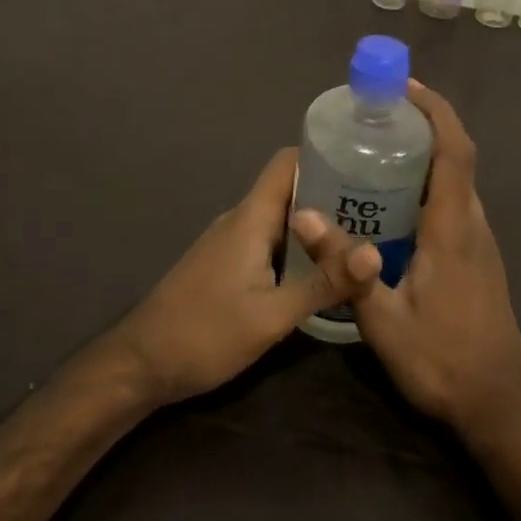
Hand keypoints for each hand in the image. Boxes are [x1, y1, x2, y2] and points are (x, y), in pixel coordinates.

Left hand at [108, 147, 383, 404]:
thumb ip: (323, 284)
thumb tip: (376, 255)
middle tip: (379, 208)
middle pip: (290, 189)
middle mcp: (240, 220)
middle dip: (332, 194)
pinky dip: (298, 247)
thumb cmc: (204, 334)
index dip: (324, 155)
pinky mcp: (226, 265)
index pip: (287, 163)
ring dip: (317, 224)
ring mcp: (230, 243)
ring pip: (280, 218)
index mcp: (250, 218)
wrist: (140, 365)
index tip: (365, 164)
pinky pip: (269, 241)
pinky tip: (322, 269)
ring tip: (361, 237)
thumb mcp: (271, 316)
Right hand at [352, 81, 520, 442]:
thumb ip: (345, 267)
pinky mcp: (478, 259)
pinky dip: (428, 186)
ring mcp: (480, 243)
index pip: (455, 152)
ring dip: (426, 156)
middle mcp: (473, 226)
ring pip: (456, 183)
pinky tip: (392, 205)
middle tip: (376, 118)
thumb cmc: (441, 361)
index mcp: (454, 229)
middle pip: (456, 159)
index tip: (405, 88)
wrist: (497, 405)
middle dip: (424, 127)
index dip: (436, 112)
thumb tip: (303, 216)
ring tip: (377, 152)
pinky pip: (453, 205)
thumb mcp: (383, 320)